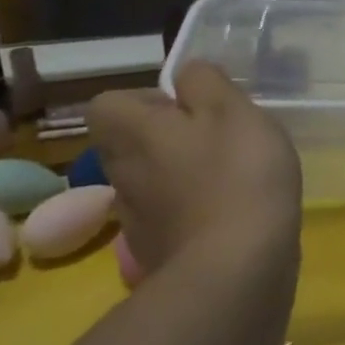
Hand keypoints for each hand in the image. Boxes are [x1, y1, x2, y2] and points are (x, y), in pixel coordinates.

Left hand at [88, 63, 302, 281]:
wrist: (236, 269)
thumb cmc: (236, 173)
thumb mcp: (232, 109)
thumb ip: (206, 82)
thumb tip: (186, 75)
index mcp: (132, 133)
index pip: (109, 103)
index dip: (147, 99)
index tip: (190, 107)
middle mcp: (122, 174)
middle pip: (129, 143)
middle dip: (167, 136)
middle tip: (217, 137)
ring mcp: (136, 220)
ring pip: (150, 180)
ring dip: (181, 174)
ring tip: (231, 175)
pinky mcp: (159, 253)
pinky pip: (170, 216)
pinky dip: (194, 210)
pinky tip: (232, 212)